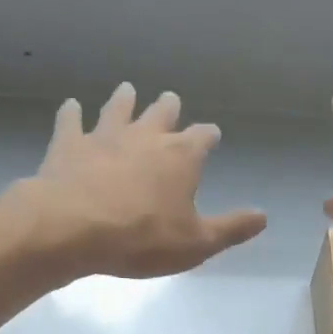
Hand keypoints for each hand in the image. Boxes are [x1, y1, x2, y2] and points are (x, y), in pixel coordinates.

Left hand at [19, 83, 266, 279]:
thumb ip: (230, 228)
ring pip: (118, 109)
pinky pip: (71, 121)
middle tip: (171, 99)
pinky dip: (72, 112)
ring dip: (124, 99)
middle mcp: (145, 136)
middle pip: (161, 115)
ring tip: (127, 90)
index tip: (212, 134)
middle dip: (169, 109)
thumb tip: (263, 217)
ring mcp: (104, 136)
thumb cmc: (143, 238)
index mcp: (181, 157)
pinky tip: (71, 106)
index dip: (208, 136)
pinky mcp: (69, 144)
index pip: (202, 138)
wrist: (74, 228)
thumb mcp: (197, 243)